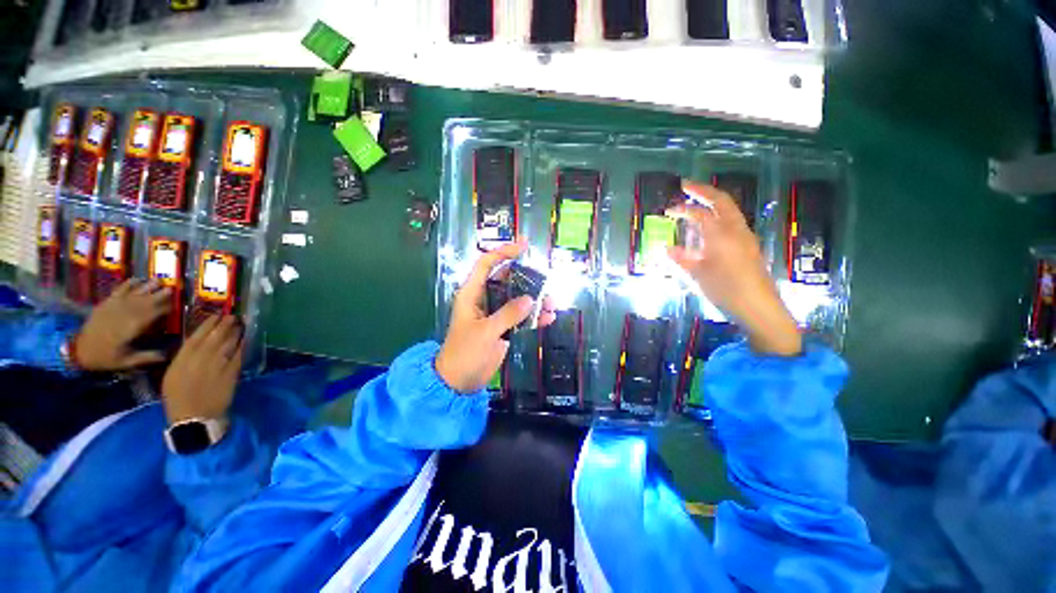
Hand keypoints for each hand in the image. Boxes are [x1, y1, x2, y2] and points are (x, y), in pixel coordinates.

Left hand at [73, 279, 170, 370]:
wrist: (79, 350)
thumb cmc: (105, 357)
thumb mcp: (125, 362)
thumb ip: (145, 357)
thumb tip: (167, 356)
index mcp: (132, 328)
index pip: (154, 314)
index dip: (166, 309)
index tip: (177, 305)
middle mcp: (126, 314)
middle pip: (146, 302)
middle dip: (159, 295)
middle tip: (172, 288)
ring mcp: (115, 307)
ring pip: (134, 294)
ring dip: (147, 287)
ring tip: (159, 280)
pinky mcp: (106, 304)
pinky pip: (119, 291)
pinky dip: (128, 284)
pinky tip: (137, 279)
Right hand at [161, 315, 243, 425]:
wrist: (193, 418)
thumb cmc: (178, 399)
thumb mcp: (172, 376)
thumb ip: (183, 359)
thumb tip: (195, 345)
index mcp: (182, 360)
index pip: (196, 337)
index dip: (208, 324)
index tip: (216, 315)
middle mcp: (200, 359)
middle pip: (215, 337)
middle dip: (225, 325)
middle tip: (233, 316)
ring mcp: (218, 365)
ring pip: (229, 344)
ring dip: (236, 332)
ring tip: (241, 324)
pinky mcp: (231, 373)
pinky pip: (238, 355)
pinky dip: (243, 345)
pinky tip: (246, 339)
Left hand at [436, 241, 555, 392]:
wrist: (459, 381)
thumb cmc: (465, 353)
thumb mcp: (486, 332)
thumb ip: (507, 314)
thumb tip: (530, 299)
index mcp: (472, 294)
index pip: (487, 265)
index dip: (503, 253)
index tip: (523, 247)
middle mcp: (484, 299)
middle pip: (507, 280)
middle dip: (527, 279)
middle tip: (546, 280)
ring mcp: (495, 314)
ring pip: (517, 299)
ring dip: (535, 300)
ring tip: (552, 304)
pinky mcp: (503, 328)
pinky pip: (521, 317)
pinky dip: (534, 317)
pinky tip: (548, 319)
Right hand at [668, 181, 801, 355]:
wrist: (759, 307)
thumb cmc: (726, 290)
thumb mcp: (698, 275)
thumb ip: (682, 259)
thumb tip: (667, 249)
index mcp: (721, 235)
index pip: (700, 213)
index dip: (682, 209)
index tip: (667, 210)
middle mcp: (736, 230)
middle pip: (722, 201)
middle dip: (703, 191)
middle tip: (686, 186)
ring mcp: (745, 238)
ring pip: (729, 211)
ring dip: (712, 203)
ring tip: (695, 205)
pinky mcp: (748, 247)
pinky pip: (732, 224)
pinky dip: (718, 218)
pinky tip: (708, 229)